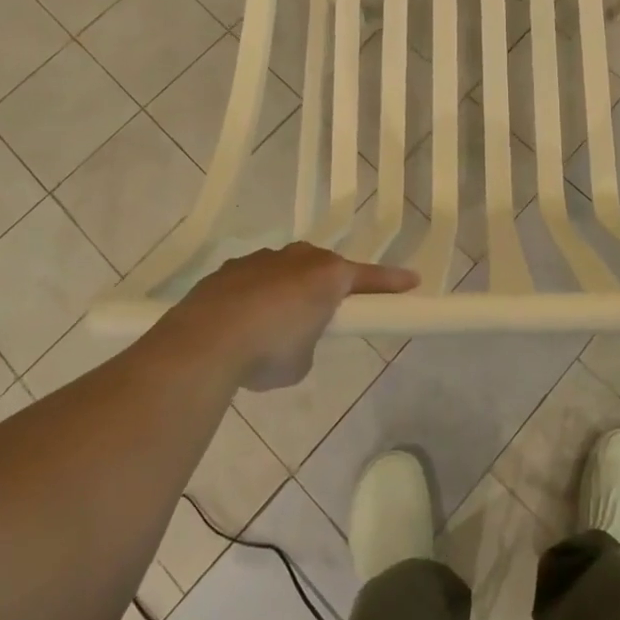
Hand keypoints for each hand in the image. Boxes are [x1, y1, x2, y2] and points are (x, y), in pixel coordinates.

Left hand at [176, 243, 417, 389]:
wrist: (205, 340)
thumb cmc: (269, 351)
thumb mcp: (302, 361)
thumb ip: (308, 342)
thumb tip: (293, 338)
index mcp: (328, 276)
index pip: (370, 278)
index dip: (392, 283)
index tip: (413, 282)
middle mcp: (299, 258)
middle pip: (324, 269)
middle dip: (328, 289)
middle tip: (325, 317)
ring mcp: (262, 259)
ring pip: (286, 272)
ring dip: (288, 293)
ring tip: (272, 330)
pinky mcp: (231, 269)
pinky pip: (254, 281)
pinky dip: (255, 299)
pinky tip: (241, 325)